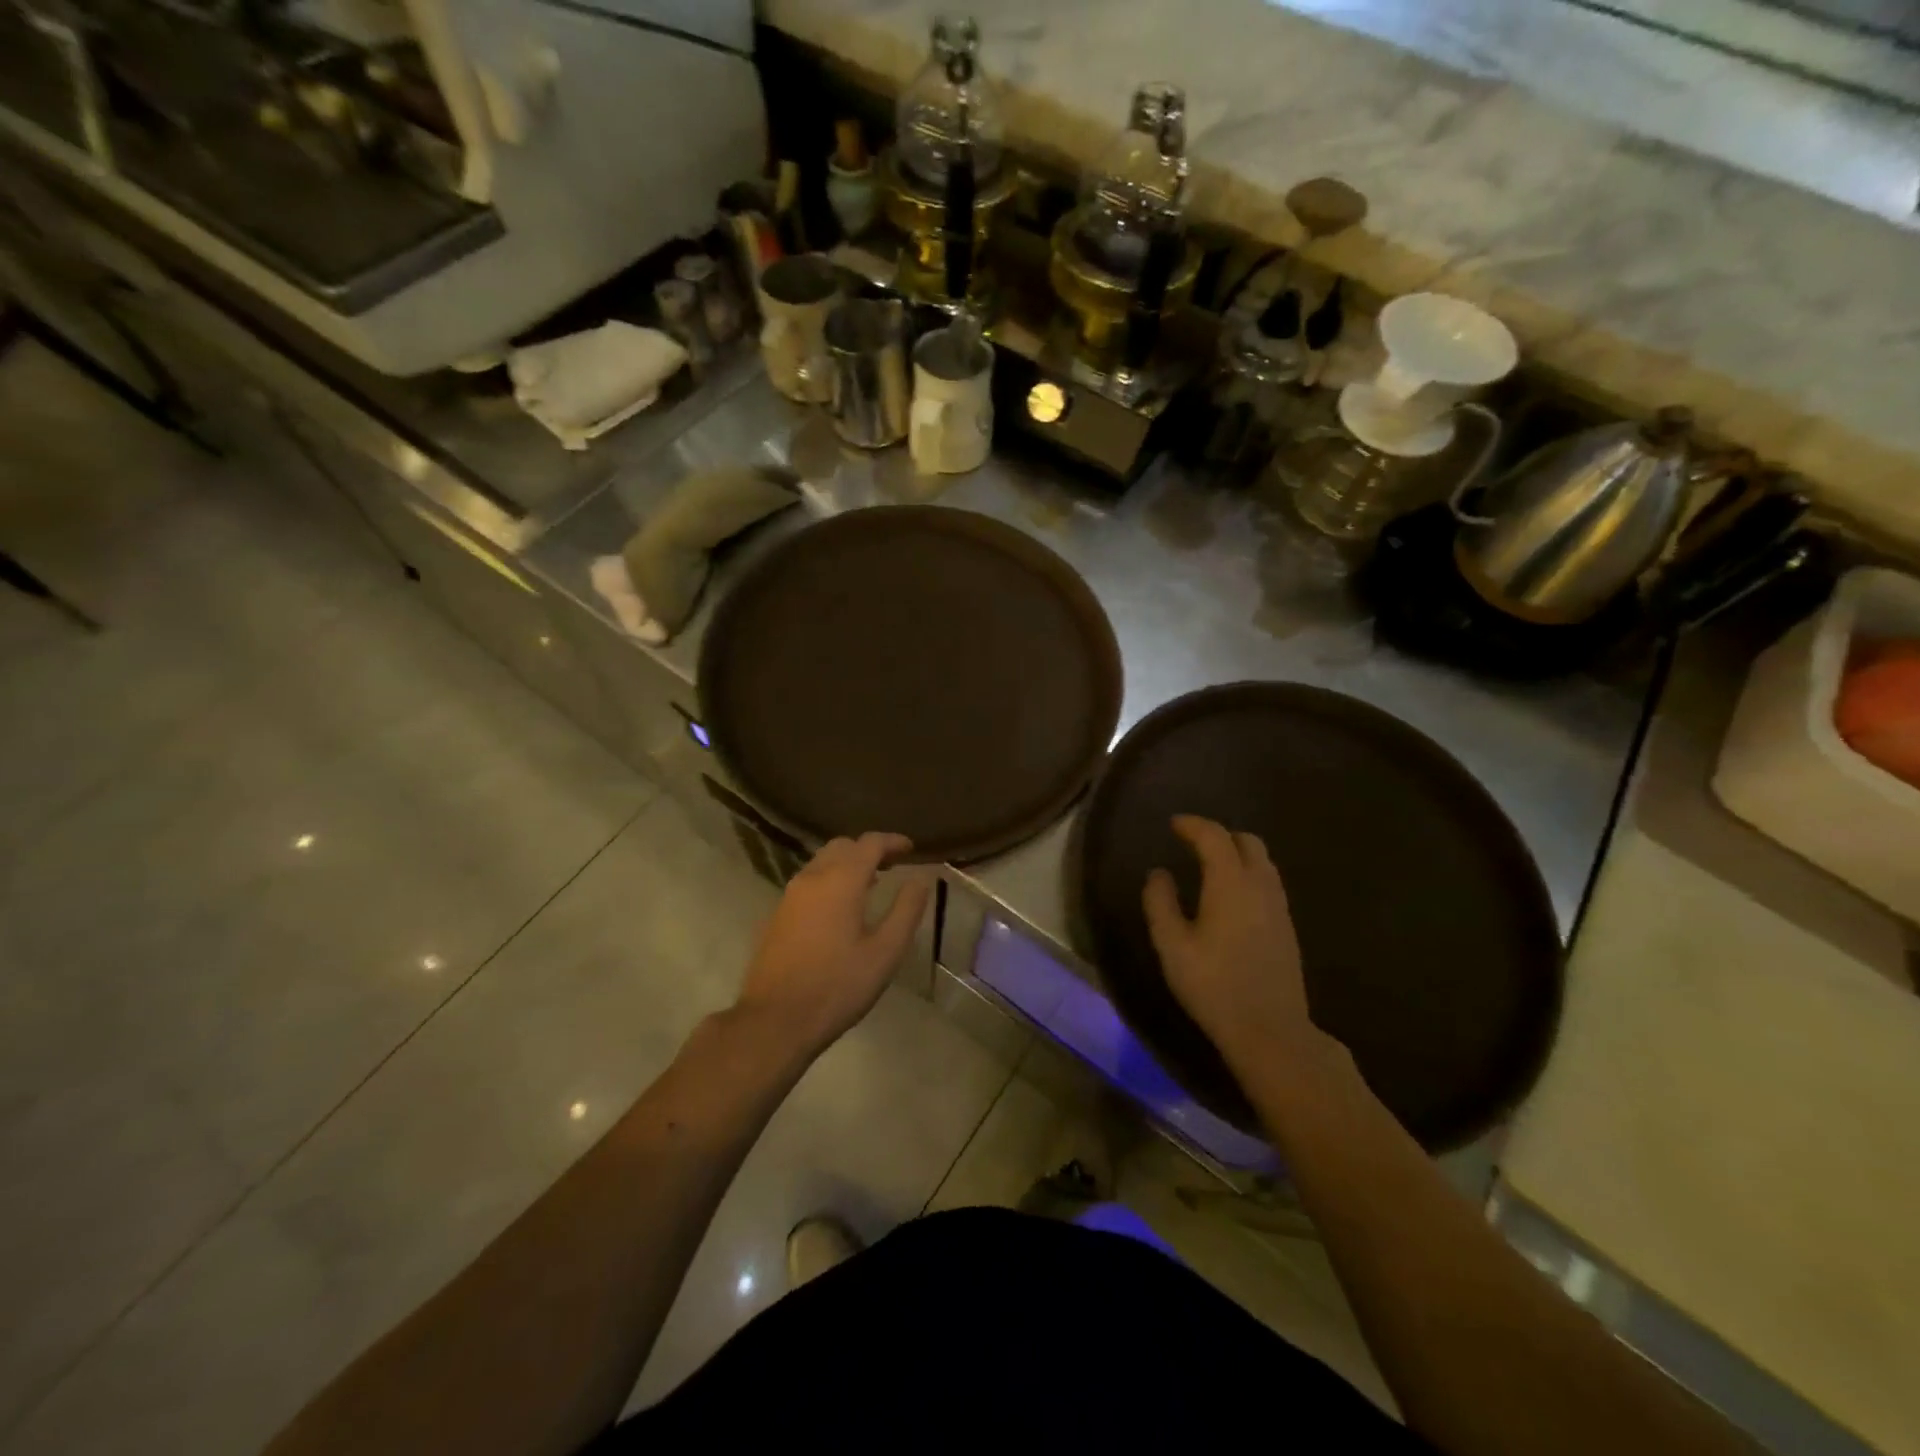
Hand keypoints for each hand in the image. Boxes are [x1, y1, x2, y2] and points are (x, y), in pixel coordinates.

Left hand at [735, 832, 933, 1055]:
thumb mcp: (885, 952)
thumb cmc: (838, 986)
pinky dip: (830, 879)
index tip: (911, 848)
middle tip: (892, 865)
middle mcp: (812, 877)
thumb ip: (906, 910)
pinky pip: (808, 881)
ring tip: (871, 884)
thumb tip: (921, 878)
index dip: (892, 841)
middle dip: (869, 849)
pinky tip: (840, 907)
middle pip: (842, 846)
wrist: (775, 1020)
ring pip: (822, 862)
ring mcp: (789, 895)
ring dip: (847, 864)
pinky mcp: (777, 914)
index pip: (869, 843)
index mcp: (841, 881)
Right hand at [1142, 815, 1322, 1080]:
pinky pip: (1269, 882)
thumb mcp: (1172, 946)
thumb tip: (1158, 873)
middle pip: (1247, 841)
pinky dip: (1249, 873)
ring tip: (1210, 866)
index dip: (1193, 825)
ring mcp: (1279, 906)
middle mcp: (1260, 886)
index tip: (1173, 824)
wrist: (1270, 1030)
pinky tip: (1231, 896)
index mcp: (1230, 883)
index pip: (1214, 837)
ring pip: (1263, 861)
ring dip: (1237, 853)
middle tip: (1192, 843)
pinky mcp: (1287, 926)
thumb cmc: (1214, 986)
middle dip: (1219, 834)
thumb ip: (1160, 902)